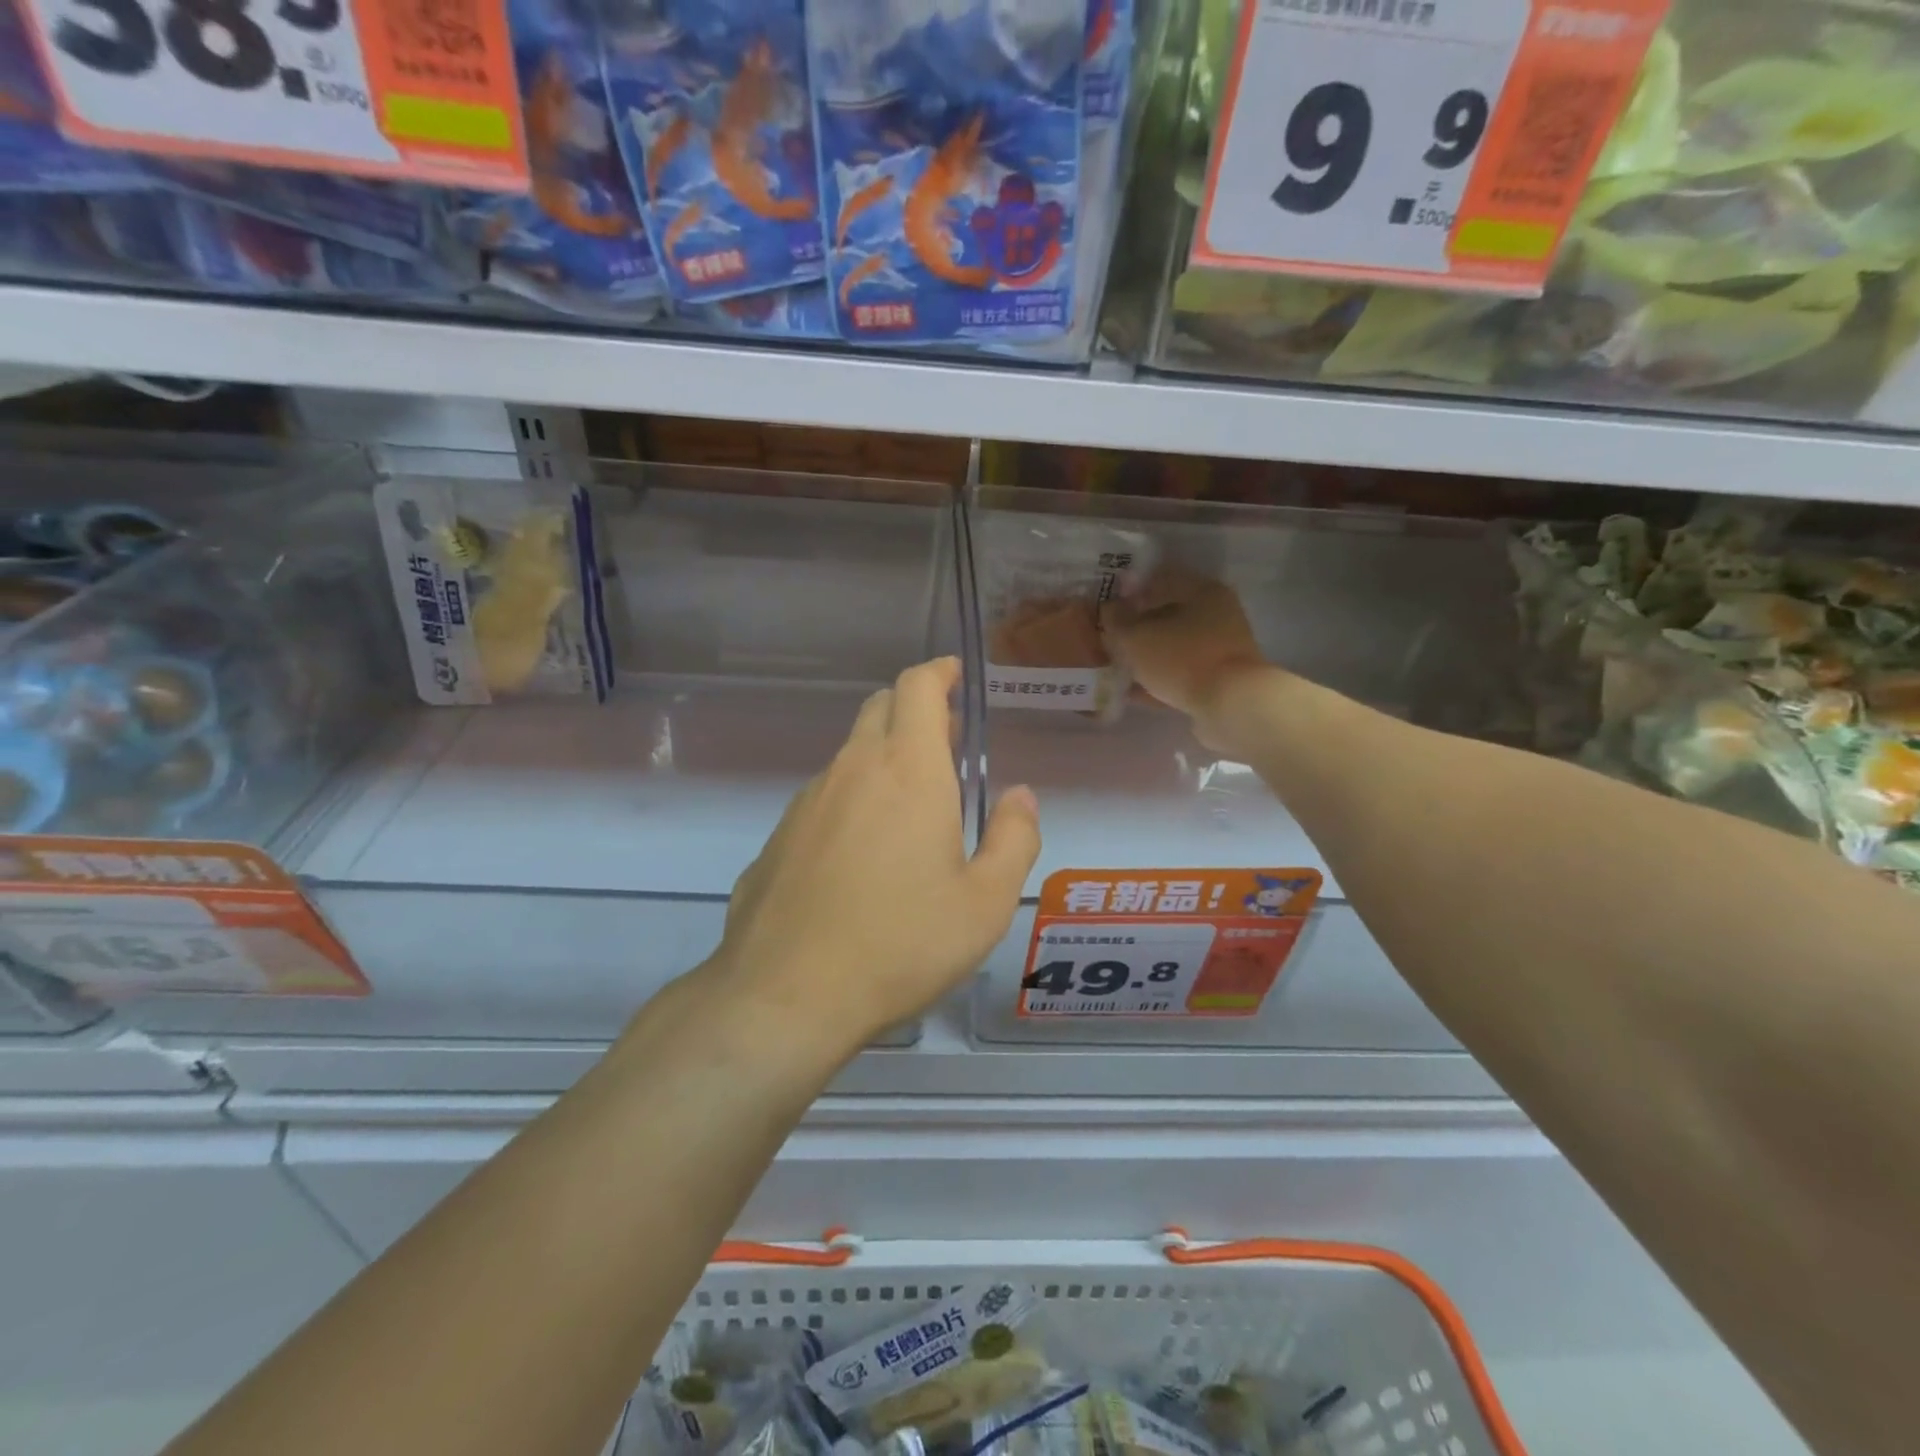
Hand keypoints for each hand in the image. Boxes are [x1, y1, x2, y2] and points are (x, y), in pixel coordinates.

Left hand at [710, 658, 1040, 1053]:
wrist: (788, 994)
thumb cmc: (901, 943)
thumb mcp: (985, 903)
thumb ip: (1014, 839)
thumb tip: (1020, 797)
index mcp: (908, 770)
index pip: (917, 687)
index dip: (938, 672)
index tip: (954, 677)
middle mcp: (853, 769)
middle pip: (881, 708)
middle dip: (915, 710)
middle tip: (946, 744)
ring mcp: (808, 801)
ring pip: (851, 754)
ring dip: (883, 757)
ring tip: (911, 807)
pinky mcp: (780, 836)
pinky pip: (824, 797)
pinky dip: (852, 799)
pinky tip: (862, 856)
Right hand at [1101, 573, 1270, 748]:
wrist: (1232, 706)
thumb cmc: (1182, 659)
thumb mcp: (1136, 638)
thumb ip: (1117, 621)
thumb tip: (1109, 609)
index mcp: (1203, 591)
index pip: (1159, 579)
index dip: (1129, 591)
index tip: (1106, 608)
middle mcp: (1218, 613)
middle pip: (1168, 614)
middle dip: (1138, 627)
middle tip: (1110, 639)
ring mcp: (1222, 648)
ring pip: (1174, 645)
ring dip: (1147, 655)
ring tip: (1118, 667)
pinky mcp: (1220, 678)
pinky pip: (1182, 672)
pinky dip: (1159, 678)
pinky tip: (1133, 691)